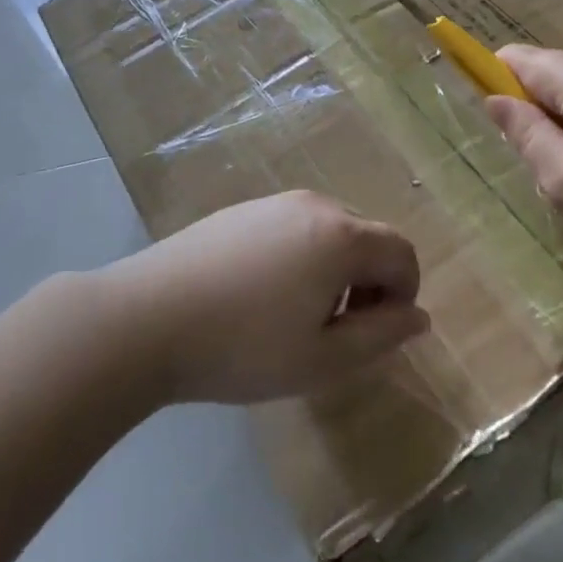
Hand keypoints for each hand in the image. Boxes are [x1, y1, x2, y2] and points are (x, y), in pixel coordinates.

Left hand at [98, 191, 426, 404]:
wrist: (145, 319)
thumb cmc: (243, 346)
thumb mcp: (323, 358)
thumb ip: (381, 336)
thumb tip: (417, 317)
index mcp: (342, 236)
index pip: (402, 254)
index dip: (404, 295)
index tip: (378, 333)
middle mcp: (314, 206)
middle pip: (368, 238)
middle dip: (371, 282)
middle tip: (340, 331)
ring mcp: (273, 203)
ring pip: (330, 231)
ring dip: (337, 270)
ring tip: (300, 316)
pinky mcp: (240, 210)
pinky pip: (293, 228)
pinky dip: (302, 257)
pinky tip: (263, 296)